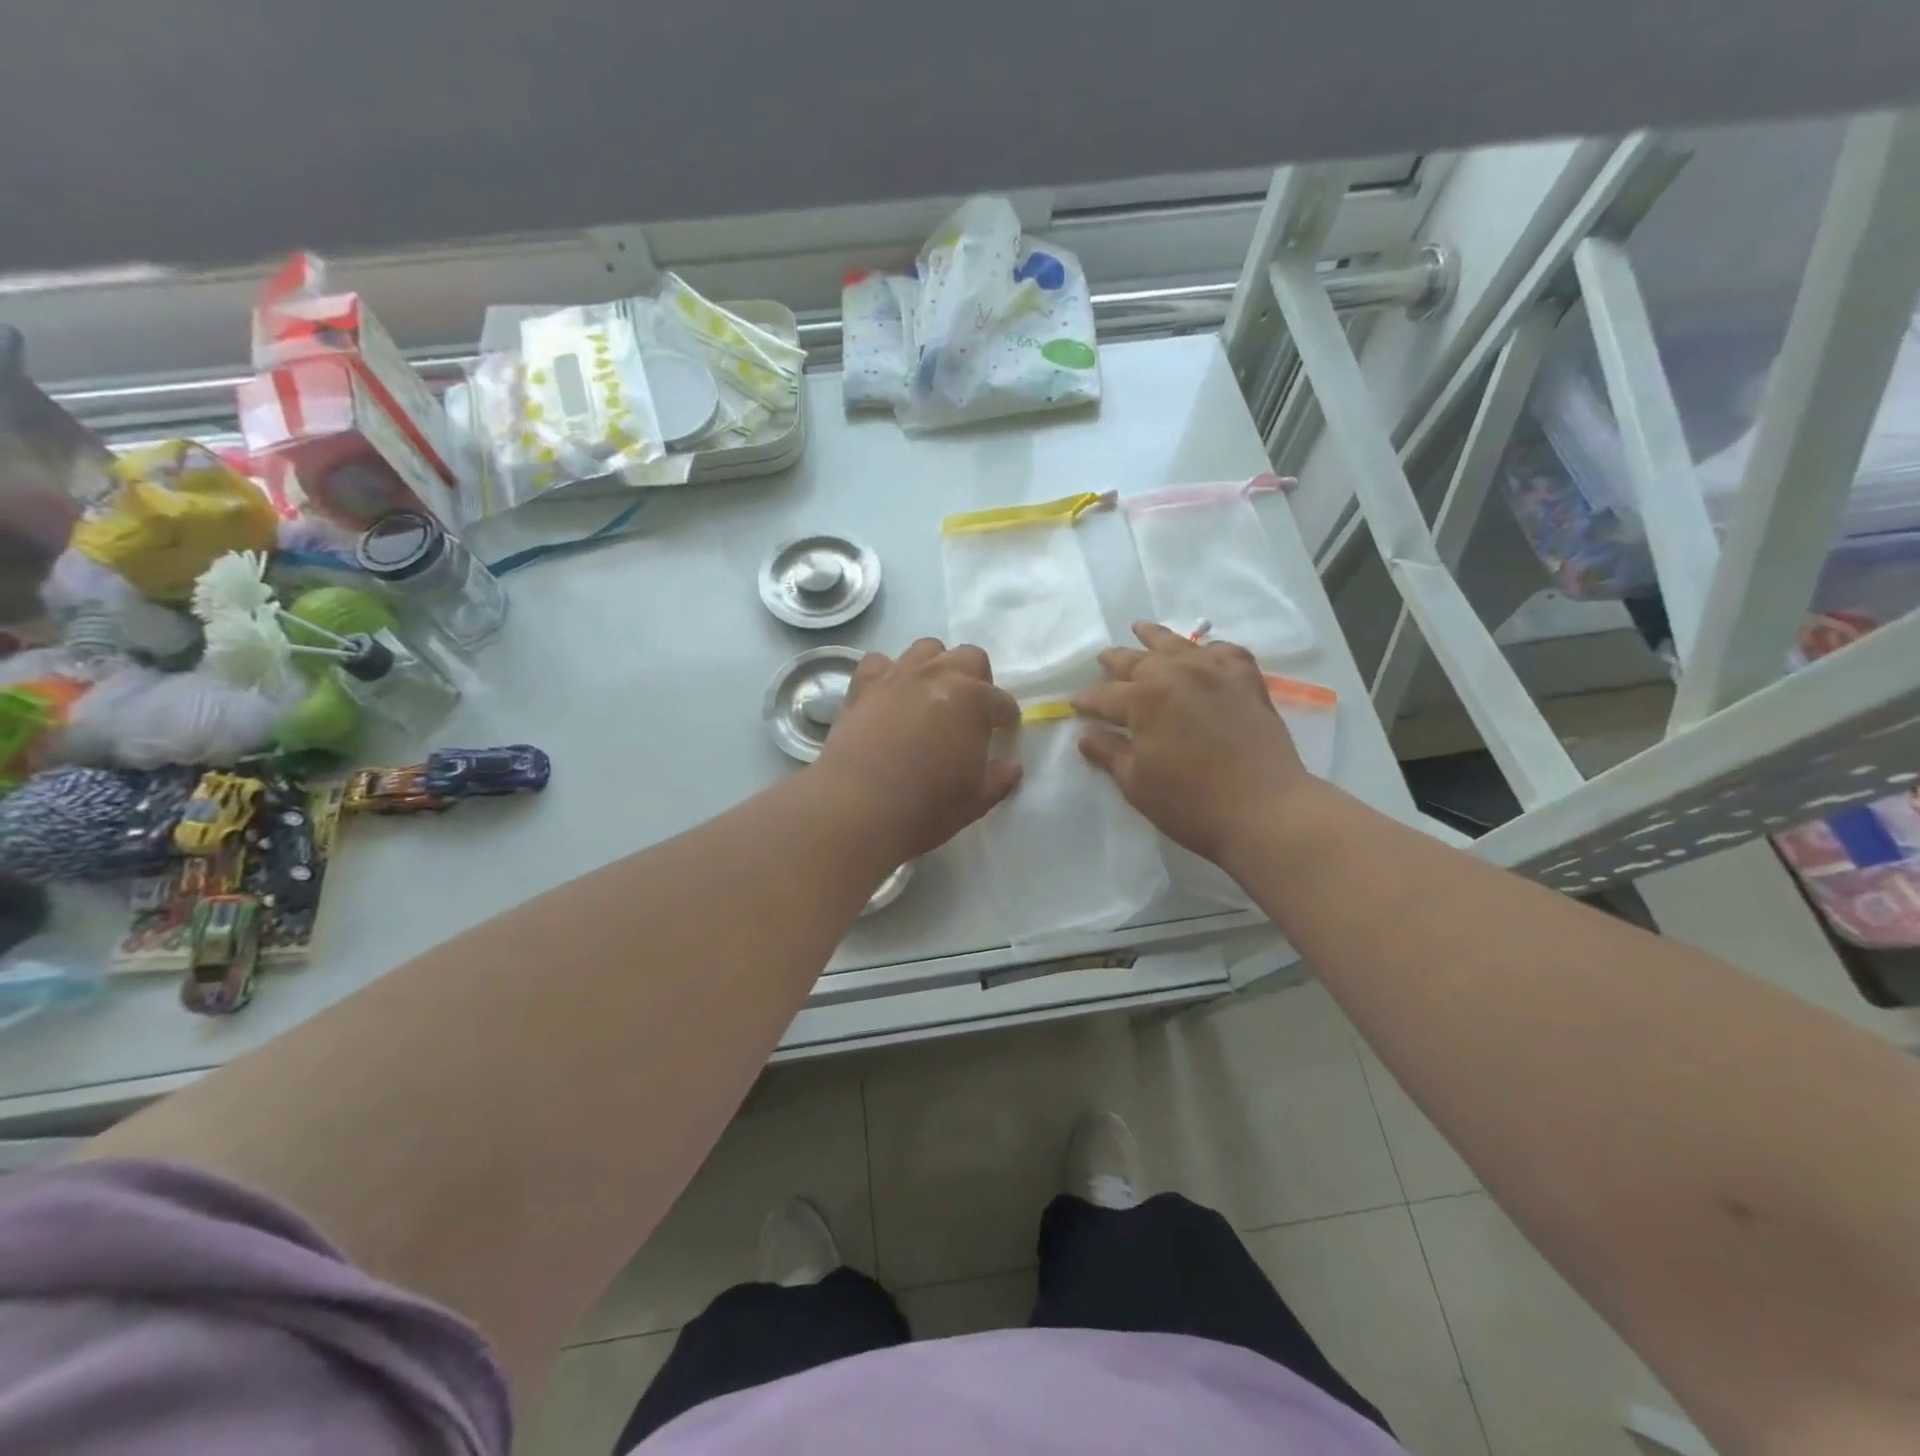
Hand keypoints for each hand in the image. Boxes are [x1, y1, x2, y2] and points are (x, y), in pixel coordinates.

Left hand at [814, 639, 1022, 862]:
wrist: (858, 806)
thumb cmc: (927, 806)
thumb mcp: (976, 800)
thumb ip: (1000, 778)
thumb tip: (1013, 765)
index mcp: (973, 700)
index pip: (1002, 702)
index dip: (1007, 718)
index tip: (1004, 733)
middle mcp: (938, 676)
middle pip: (969, 658)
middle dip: (978, 680)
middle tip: (971, 711)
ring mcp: (898, 675)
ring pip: (926, 648)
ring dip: (937, 666)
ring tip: (933, 694)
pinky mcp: (863, 685)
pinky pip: (880, 662)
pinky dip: (889, 672)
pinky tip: (890, 694)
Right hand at [1073, 622, 1313, 864]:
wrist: (1265, 808)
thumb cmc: (1190, 802)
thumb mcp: (1136, 782)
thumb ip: (1109, 753)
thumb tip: (1086, 736)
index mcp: (1143, 698)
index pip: (1103, 696)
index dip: (1086, 701)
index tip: (1073, 704)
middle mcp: (1176, 673)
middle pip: (1137, 662)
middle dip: (1114, 662)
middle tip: (1101, 659)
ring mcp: (1215, 672)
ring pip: (1178, 645)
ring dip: (1154, 637)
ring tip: (1140, 628)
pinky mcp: (1246, 680)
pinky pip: (1224, 652)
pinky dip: (1208, 650)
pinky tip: (1203, 653)